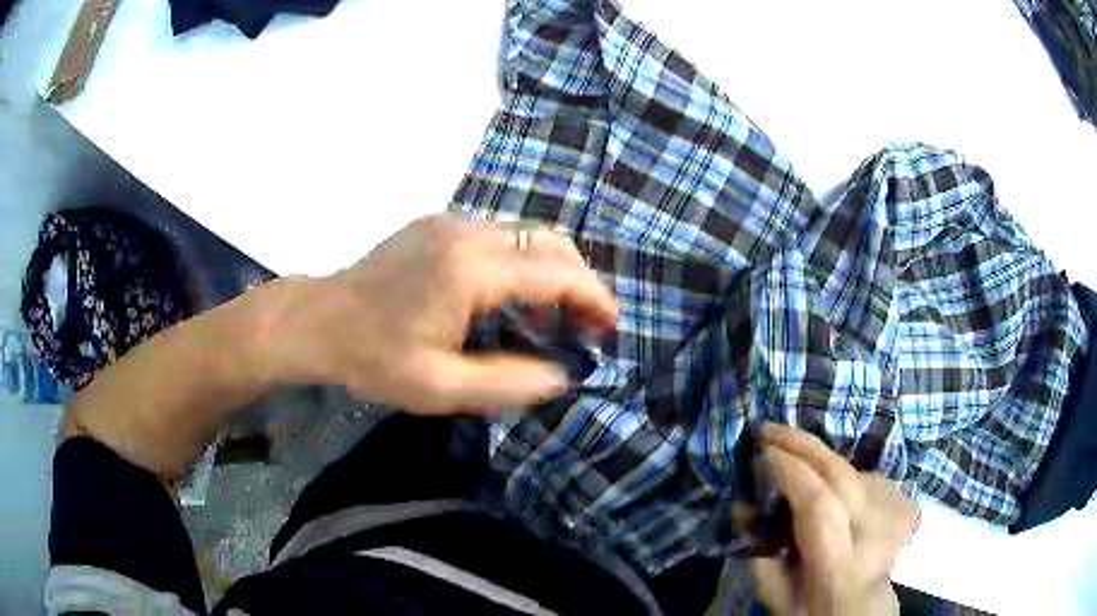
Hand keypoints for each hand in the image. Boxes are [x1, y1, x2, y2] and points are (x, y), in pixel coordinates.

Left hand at [255, 214, 617, 414]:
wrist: (318, 321)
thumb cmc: (373, 358)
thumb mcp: (439, 388)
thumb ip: (507, 382)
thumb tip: (562, 375)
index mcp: (469, 269)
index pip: (555, 271)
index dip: (593, 296)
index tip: (610, 326)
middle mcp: (467, 231)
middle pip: (548, 241)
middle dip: (579, 280)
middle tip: (586, 323)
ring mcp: (450, 222)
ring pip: (525, 235)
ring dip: (550, 271)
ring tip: (551, 318)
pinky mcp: (437, 225)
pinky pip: (498, 236)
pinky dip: (521, 263)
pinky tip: (509, 299)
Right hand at [751, 424, 917, 615]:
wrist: (864, 613)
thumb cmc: (814, 611)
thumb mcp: (778, 596)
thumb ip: (760, 553)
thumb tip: (743, 506)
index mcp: (838, 565)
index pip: (818, 503)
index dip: (790, 470)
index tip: (761, 450)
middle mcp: (874, 532)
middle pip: (842, 473)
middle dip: (803, 445)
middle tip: (769, 429)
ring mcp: (894, 515)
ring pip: (855, 470)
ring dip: (822, 460)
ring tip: (794, 459)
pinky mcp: (903, 505)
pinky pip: (868, 476)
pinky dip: (844, 474)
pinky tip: (830, 484)